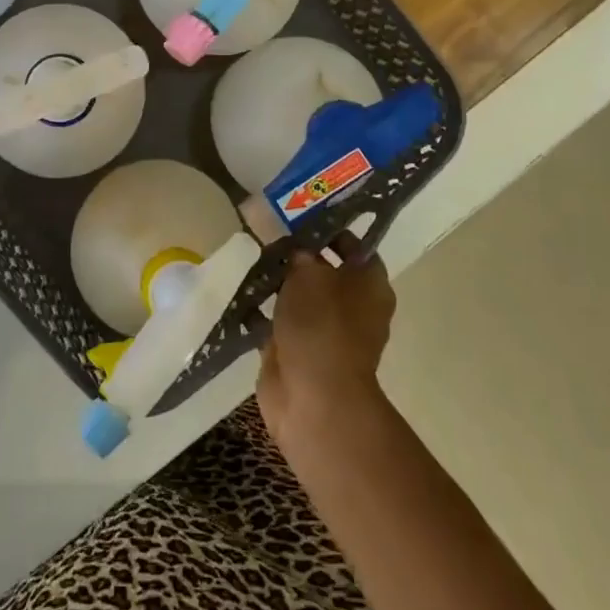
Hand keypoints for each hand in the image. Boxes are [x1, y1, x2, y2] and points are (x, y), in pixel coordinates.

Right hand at [257, 240, 395, 447]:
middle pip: (324, 269)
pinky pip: (278, 319)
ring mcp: (324, 330)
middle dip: (297, 253)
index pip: (354, 245)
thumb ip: (299, 252)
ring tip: (249, 255)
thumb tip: (295, 248)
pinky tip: (239, 291)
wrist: (313, 396)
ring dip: (277, 280)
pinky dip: (261, 309)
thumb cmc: (321, 325)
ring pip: (299, 294)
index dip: (330, 228)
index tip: (300, 212)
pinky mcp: (297, 349)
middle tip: (267, 231)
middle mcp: (352, 305)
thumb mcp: (308, 272)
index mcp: (369, 283)